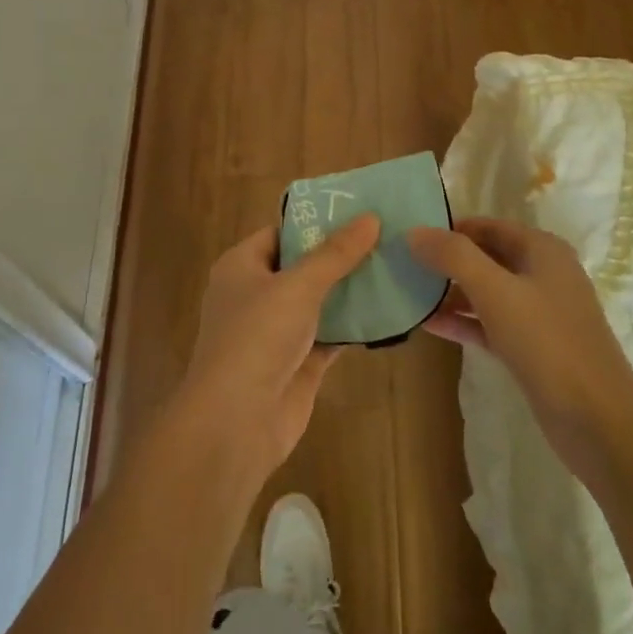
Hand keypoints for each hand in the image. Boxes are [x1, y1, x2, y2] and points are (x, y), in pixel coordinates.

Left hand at [177, 215, 380, 482]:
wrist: (236, 422)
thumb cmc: (257, 337)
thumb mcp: (298, 285)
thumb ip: (335, 254)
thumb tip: (370, 217)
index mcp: (242, 267)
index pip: (281, 233)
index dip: (316, 222)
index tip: (358, 211)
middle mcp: (257, 295)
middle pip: (303, 266)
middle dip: (341, 255)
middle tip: (387, 236)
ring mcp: (277, 332)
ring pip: (320, 302)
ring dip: (351, 290)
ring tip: (395, 265)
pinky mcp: (299, 363)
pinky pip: (331, 334)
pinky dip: (354, 325)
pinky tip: (389, 310)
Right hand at [408, 218, 632, 481]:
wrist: (597, 419)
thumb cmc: (547, 341)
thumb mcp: (496, 291)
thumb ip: (454, 257)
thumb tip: (415, 231)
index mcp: (542, 250)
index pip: (487, 226)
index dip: (450, 228)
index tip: (410, 236)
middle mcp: (542, 274)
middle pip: (486, 256)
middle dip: (447, 260)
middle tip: (402, 264)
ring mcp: (539, 313)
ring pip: (487, 292)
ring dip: (451, 292)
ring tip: (408, 291)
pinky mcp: (532, 347)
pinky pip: (490, 323)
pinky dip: (463, 321)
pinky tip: (428, 324)